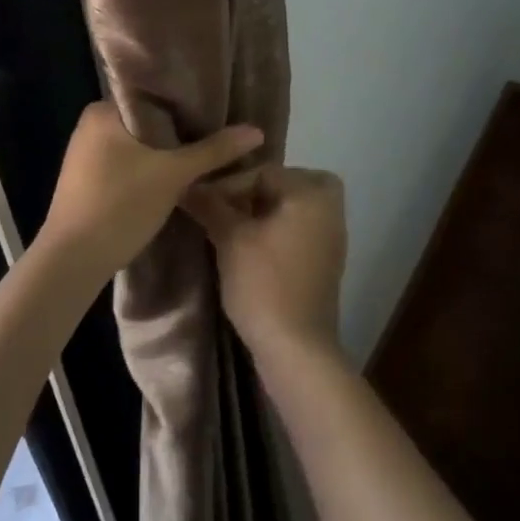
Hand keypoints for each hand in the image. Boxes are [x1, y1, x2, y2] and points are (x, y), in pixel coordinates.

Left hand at [41, 103, 264, 278]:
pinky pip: (129, 164)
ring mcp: (87, 156)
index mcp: (102, 110)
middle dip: (181, 128)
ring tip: (207, 151)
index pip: (152, 94)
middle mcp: (91, 126)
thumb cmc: (119, 205)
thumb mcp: (172, 175)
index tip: (220, 106)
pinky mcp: (89, 182)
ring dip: (168, 151)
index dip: (187, 100)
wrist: (72, 261)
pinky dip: (152, 168)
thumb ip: (214, 150)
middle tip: (221, 130)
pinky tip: (177, 175)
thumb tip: (257, 131)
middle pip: (148, 120)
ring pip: (140, 145)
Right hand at [183, 166, 346, 362]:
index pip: (263, 172)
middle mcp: (330, 209)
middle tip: (223, 207)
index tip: (201, 202)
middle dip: (253, 191)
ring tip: (231, 227)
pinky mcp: (326, 261)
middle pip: (285, 183)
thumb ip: (211, 205)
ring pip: (293, 207)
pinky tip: (250, 248)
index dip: (228, 185)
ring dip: (264, 211)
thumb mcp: (230, 239)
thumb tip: (188, 184)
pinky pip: (299, 229)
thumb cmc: (264, 284)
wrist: (296, 348)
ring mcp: (332, 237)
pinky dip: (277, 230)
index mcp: (312, 194)